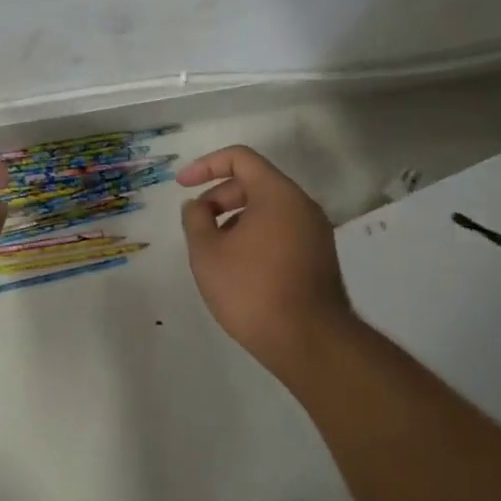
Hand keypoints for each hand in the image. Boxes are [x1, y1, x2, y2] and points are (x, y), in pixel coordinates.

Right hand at [178, 146, 359, 373]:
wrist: (309, 342)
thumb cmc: (252, 290)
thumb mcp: (207, 252)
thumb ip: (195, 219)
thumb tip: (197, 205)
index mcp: (277, 194)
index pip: (240, 158)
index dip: (205, 166)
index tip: (182, 186)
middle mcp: (302, 205)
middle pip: (255, 182)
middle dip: (219, 196)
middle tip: (196, 224)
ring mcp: (315, 232)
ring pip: (268, 208)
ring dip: (236, 218)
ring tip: (214, 249)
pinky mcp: (319, 256)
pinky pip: (281, 229)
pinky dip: (255, 234)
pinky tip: (239, 266)